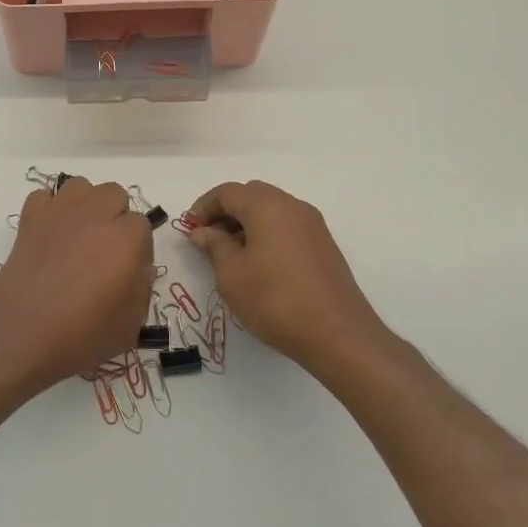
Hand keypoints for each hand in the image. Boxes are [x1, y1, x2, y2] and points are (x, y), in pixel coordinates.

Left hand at [0, 177, 155, 396]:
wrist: (21, 335)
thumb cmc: (81, 336)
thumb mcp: (130, 326)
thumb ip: (142, 288)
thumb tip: (137, 267)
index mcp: (125, 239)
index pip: (142, 225)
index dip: (138, 247)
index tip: (129, 270)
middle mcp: (95, 216)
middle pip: (114, 194)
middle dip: (115, 216)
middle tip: (106, 250)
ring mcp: (60, 212)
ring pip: (81, 186)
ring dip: (85, 204)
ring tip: (79, 234)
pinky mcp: (30, 218)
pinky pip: (44, 195)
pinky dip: (49, 208)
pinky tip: (50, 232)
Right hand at [185, 181, 381, 371]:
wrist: (338, 334)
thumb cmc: (275, 299)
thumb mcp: (232, 274)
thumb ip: (214, 246)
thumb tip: (202, 232)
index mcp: (267, 205)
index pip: (227, 192)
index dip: (203, 207)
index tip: (190, 229)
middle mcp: (292, 206)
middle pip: (251, 195)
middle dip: (226, 212)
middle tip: (208, 239)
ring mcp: (312, 225)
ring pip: (271, 210)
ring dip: (247, 224)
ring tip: (231, 255)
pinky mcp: (323, 245)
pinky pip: (287, 227)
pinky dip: (267, 234)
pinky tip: (259, 265)